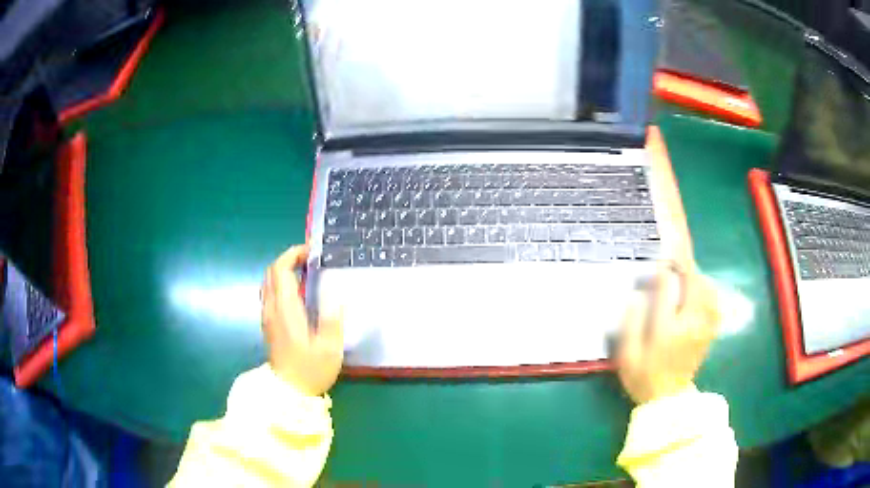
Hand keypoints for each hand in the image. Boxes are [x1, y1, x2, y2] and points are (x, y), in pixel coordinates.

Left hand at [261, 245, 342, 395]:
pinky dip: (281, 283)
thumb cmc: (310, 370)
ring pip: (269, 282)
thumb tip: (336, 293)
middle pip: (271, 272)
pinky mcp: (269, 324)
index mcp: (285, 310)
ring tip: (306, 272)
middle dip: (288, 259)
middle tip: (311, 259)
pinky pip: (270, 293)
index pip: (280, 270)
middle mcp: (272, 308)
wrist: (288, 392)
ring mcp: (268, 316)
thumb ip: (332, 318)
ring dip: (284, 270)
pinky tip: (298, 292)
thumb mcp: (330, 348)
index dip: (292, 255)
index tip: (311, 251)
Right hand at [615, 263, 719, 403]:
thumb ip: (631, 323)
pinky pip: (714, 300)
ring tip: (683, 270)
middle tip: (674, 253)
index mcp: (667, 330)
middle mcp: (691, 324)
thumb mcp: (627, 355)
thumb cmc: (643, 376)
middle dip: (684, 264)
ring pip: (707, 288)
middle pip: (694, 282)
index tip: (660, 255)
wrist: (667, 400)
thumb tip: (638, 294)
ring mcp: (704, 327)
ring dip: (696, 274)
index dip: (664, 268)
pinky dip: (707, 288)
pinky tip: (698, 288)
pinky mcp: (710, 330)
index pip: (669, 287)